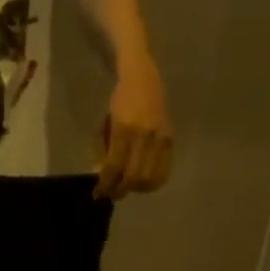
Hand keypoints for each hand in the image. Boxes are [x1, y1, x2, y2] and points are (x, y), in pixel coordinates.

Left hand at [96, 57, 172, 199]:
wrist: (143, 77)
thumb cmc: (120, 100)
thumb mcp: (106, 123)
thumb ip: (104, 150)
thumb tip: (102, 176)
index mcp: (124, 128)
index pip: (114, 167)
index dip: (105, 184)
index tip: (98, 192)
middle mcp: (145, 135)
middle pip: (134, 177)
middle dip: (120, 190)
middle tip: (112, 194)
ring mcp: (160, 138)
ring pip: (151, 178)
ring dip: (137, 189)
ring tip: (127, 187)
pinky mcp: (171, 140)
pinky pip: (164, 171)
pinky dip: (152, 182)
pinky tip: (142, 181)